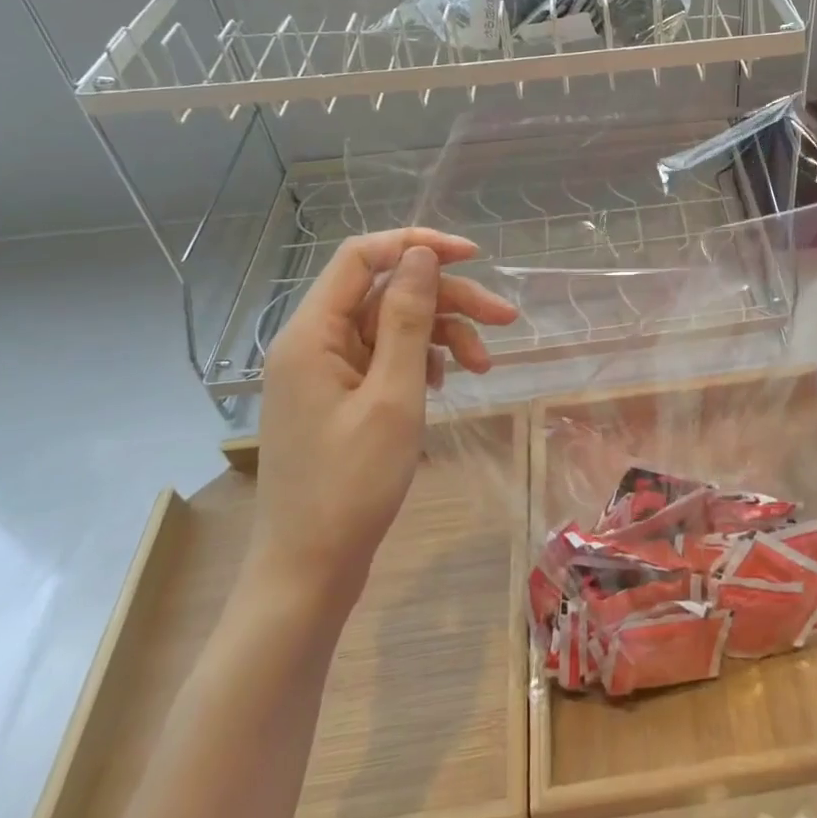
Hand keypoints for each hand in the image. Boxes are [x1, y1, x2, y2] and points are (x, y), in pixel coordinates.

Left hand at [248, 229, 518, 614]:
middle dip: (448, 300)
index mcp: (311, 333)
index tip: (473, 257)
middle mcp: (313, 342)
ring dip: (442, 336)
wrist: (310, 571)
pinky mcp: (339, 396)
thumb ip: (407, 318)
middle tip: (505, 320)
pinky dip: (422, 361)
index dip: (417, 246)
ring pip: (391, 326)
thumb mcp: (393, 395)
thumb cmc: (352, 484)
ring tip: (484, 367)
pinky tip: (446, 383)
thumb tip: (420, 255)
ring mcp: (325, 371)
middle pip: (385, 292)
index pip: (362, 256)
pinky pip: (385, 357)